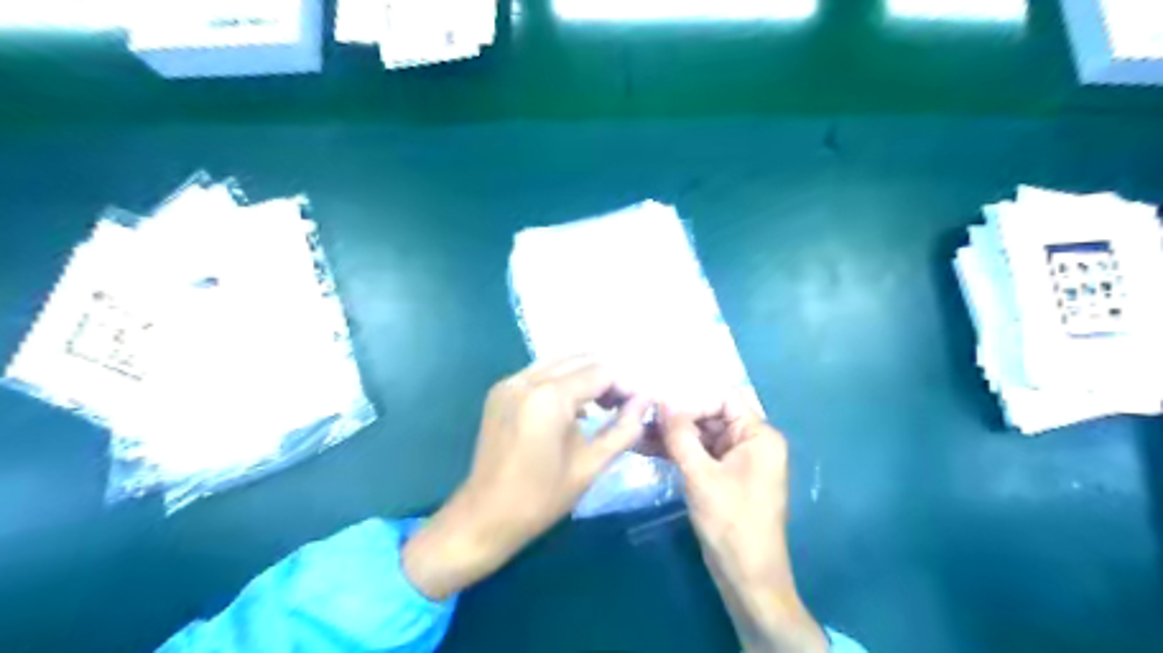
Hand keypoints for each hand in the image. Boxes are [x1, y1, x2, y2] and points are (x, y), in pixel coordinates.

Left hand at [406, 358, 649, 602]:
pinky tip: (574, 408)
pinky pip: (540, 372)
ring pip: (560, 361)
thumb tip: (645, 402)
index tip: (639, 406)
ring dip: (586, 376)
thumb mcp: (590, 466)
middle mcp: (527, 379)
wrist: (484, 517)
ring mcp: (510, 382)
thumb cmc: (541, 498)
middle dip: (607, 377)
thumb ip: (623, 429)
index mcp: (549, 397)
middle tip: (624, 405)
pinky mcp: (500, 391)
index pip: (601, 372)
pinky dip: (563, 381)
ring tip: (603, 405)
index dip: (626, 385)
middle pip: (581, 359)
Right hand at [662, 397, 826, 652]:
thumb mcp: (700, 476)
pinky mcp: (725, 477)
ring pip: (702, 435)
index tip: (658, 409)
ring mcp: (739, 460)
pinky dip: (678, 452)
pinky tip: (647, 448)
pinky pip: (701, 454)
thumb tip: (661, 401)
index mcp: (759, 435)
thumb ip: (680, 435)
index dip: (690, 400)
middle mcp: (752, 442)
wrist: (748, 579)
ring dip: (672, 435)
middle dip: (676, 418)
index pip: (723, 398)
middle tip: (640, 418)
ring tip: (636, 433)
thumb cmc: (730, 524)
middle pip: (711, 415)